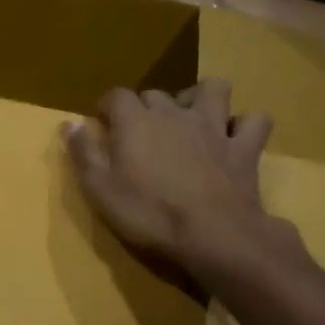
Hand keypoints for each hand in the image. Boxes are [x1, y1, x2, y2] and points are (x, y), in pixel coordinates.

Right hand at [63, 80, 298, 295]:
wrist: (213, 235)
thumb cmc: (149, 213)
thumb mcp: (100, 189)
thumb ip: (83, 153)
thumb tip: (69, 123)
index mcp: (136, 121)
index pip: (116, 95)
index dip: (107, 106)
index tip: (102, 123)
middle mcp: (175, 114)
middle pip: (157, 94)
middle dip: (145, 107)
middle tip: (139, 132)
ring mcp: (214, 128)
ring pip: (214, 90)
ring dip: (201, 98)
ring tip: (191, 118)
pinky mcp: (244, 148)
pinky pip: (255, 121)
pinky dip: (245, 125)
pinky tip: (235, 137)